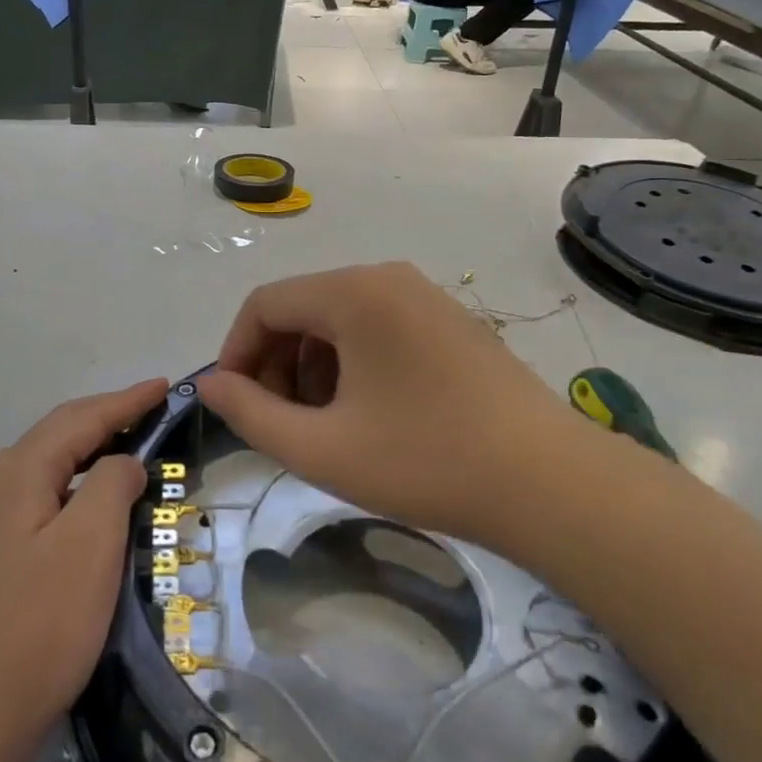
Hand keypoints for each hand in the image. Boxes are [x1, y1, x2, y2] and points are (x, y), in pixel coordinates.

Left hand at [0, 379, 168, 761]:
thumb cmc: (37, 624)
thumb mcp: (90, 543)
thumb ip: (113, 484)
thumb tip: (123, 463)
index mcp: (21, 470)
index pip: (83, 417)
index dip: (128, 400)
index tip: (165, 386)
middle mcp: (1, 483)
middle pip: (65, 434)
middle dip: (111, 417)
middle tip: (157, 411)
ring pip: (56, 467)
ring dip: (97, 452)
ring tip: (138, 449)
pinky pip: (50, 498)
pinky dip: (83, 487)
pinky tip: (101, 506)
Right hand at [195, 263, 576, 547]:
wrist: (550, 483)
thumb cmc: (426, 461)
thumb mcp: (321, 448)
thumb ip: (251, 414)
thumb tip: (211, 385)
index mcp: (353, 292)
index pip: (264, 304)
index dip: (236, 353)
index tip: (234, 405)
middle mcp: (387, 277)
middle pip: (302, 308)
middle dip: (275, 364)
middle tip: (277, 423)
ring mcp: (424, 296)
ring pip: (338, 320)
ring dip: (311, 367)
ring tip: (322, 425)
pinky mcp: (449, 321)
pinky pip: (376, 328)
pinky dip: (351, 364)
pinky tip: (365, 414)